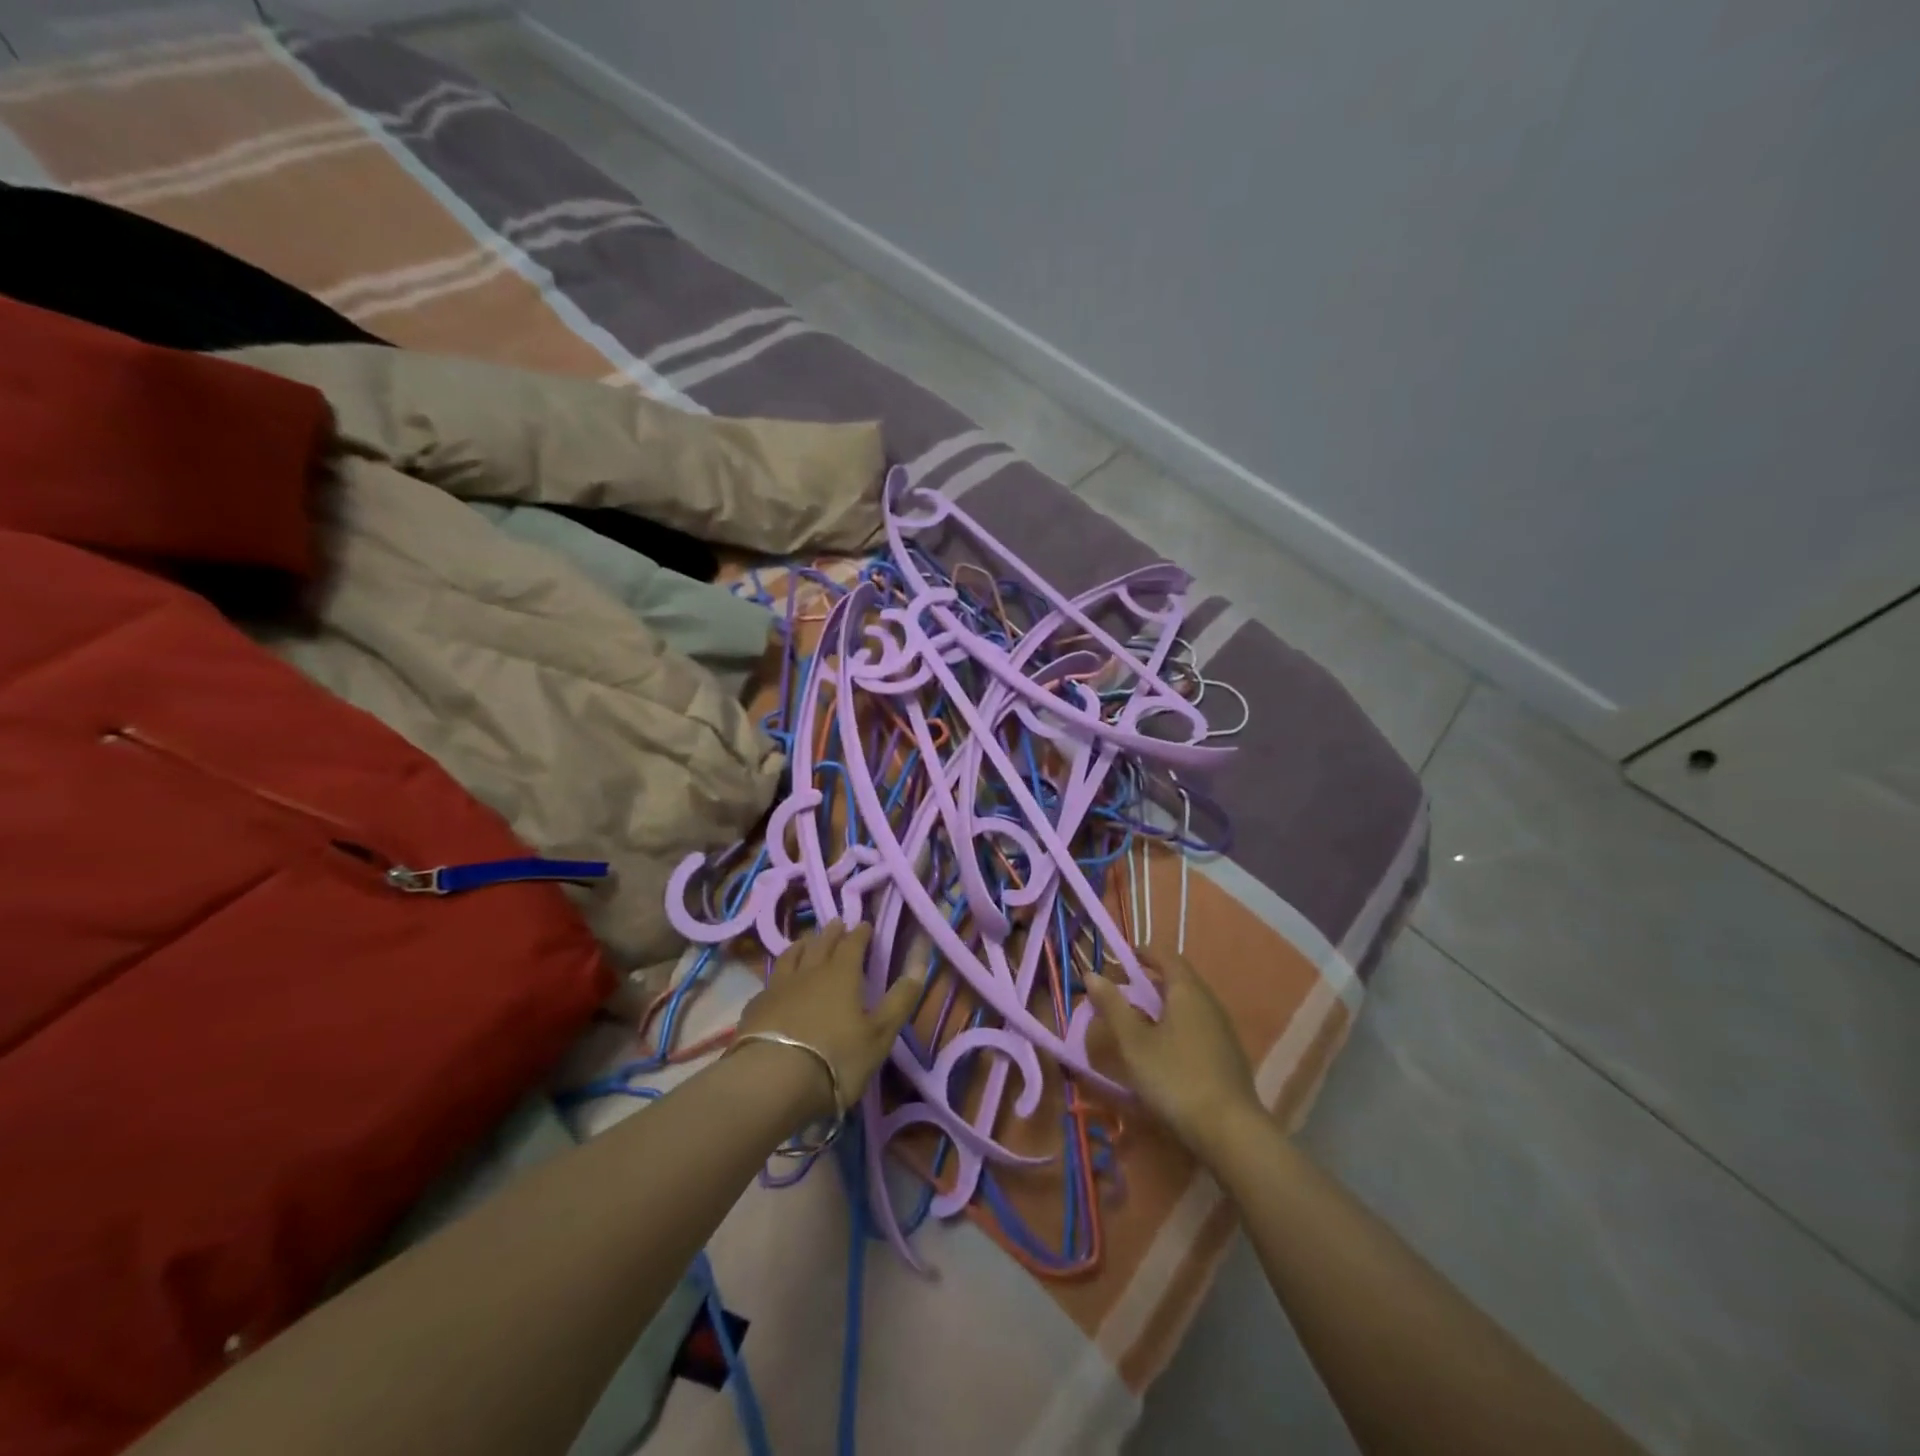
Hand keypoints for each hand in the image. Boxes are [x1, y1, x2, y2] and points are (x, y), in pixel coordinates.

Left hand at [733, 922, 920, 1122]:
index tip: (865, 924)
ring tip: (806, 941)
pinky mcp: (755, 1008)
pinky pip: (769, 982)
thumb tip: (919, 965)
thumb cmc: (836, 1057)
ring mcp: (778, 988)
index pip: (853, 944)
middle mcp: (809, 972)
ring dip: (802, 945)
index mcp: (842, 975)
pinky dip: (778, 976)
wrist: (771, 1080)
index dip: (860, 933)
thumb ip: (900, 1000)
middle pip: (820, 944)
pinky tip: (776, 984)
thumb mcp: (880, 1034)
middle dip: (832, 932)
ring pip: (791, 957)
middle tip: (837, 923)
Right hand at [1084, 947, 1260, 1153]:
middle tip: (1123, 992)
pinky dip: (1177, 1024)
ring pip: (1189, 1004)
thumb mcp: (1134, 1043)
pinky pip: (1198, 1025)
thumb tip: (1091, 974)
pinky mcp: (1228, 1054)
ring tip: (1138, 1021)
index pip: (1166, 955)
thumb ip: (1113, 1006)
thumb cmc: (1175, 1077)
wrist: (1230, 1131)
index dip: (1143, 952)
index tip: (1122, 958)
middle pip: (1178, 979)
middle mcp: (1209, 1002)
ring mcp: (1223, 1029)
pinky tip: (1164, 1049)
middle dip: (1150, 980)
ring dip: (1164, 1004)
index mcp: (1187, 991)